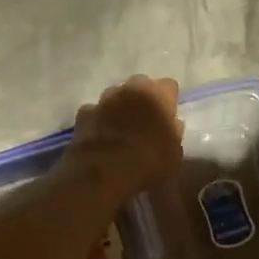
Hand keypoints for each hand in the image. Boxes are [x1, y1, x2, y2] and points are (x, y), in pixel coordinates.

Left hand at [68, 74, 183, 196]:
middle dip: (143, 98)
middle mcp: (130, 89)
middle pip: (140, 85)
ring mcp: (104, 99)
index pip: (169, 86)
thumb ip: (174, 134)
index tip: (169, 115)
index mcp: (157, 95)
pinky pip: (95, 111)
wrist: (104, 173)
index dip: (169, 100)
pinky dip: (99, 119)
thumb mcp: (174, 155)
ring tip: (122, 127)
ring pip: (116, 95)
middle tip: (146, 119)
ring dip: (120, 106)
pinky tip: (102, 135)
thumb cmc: (148, 163)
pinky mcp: (84, 113)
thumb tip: (172, 125)